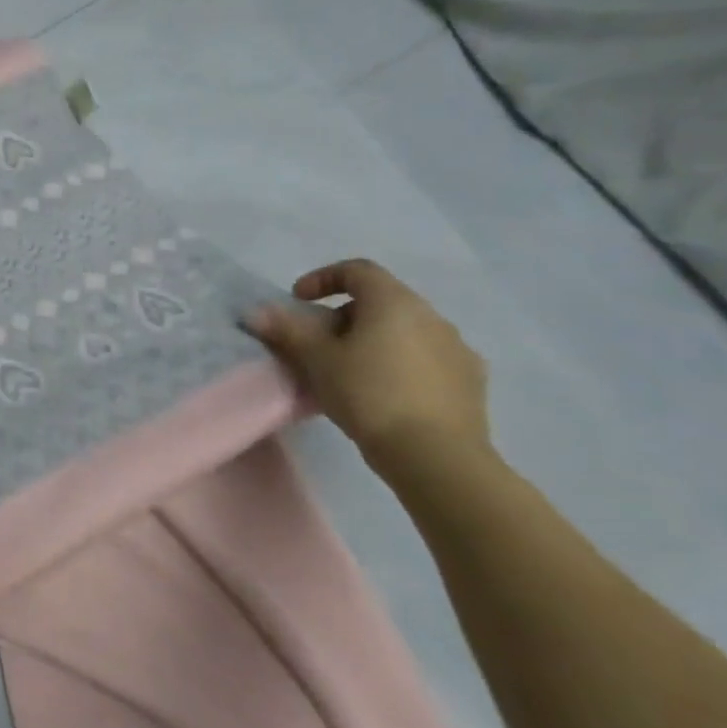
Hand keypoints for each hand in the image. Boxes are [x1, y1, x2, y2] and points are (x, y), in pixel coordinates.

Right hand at [248, 258, 492, 484]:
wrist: (437, 457)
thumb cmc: (369, 394)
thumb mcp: (317, 359)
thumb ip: (287, 330)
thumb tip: (256, 312)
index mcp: (396, 303)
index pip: (357, 270)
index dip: (322, 278)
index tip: (298, 300)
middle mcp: (432, 318)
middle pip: (382, 300)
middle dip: (345, 314)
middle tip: (319, 341)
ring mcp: (457, 350)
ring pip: (406, 331)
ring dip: (375, 339)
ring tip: (350, 369)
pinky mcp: (471, 383)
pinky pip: (427, 358)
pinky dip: (400, 363)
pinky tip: (385, 392)